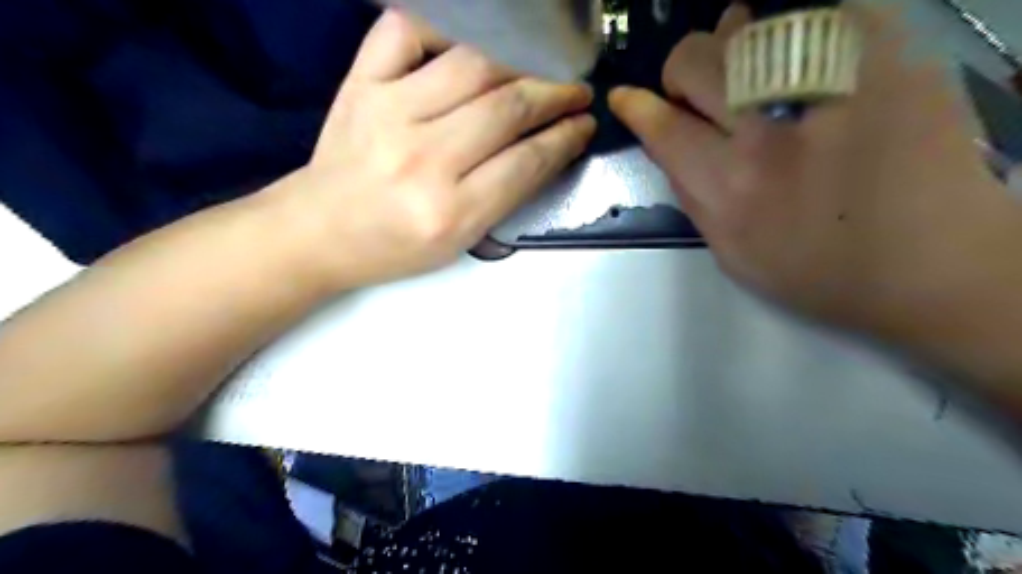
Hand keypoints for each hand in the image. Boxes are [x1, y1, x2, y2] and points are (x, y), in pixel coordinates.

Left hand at [295, 8, 596, 286]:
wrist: (319, 231)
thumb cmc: (394, 246)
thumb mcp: (460, 241)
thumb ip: (505, 195)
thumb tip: (547, 148)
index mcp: (450, 211)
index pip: (526, 161)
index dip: (565, 137)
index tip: (585, 123)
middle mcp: (423, 159)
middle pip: (507, 108)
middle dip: (554, 95)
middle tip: (575, 92)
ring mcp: (388, 113)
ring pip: (472, 65)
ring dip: (518, 63)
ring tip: (537, 70)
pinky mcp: (360, 85)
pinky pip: (407, 31)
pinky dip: (443, 29)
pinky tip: (465, 47)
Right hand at [609, 3, 1016, 337]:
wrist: (933, 265)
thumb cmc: (818, 271)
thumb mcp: (730, 253)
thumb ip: (691, 195)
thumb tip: (667, 141)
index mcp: (730, 190)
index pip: (664, 127)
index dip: (637, 106)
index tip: (626, 97)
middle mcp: (770, 135)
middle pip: (697, 63)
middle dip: (682, 71)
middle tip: (697, 90)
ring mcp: (831, 89)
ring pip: (748, 28)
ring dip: (730, 44)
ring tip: (744, 65)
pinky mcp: (887, 58)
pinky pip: (815, 15)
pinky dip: (790, 29)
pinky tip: (795, 55)